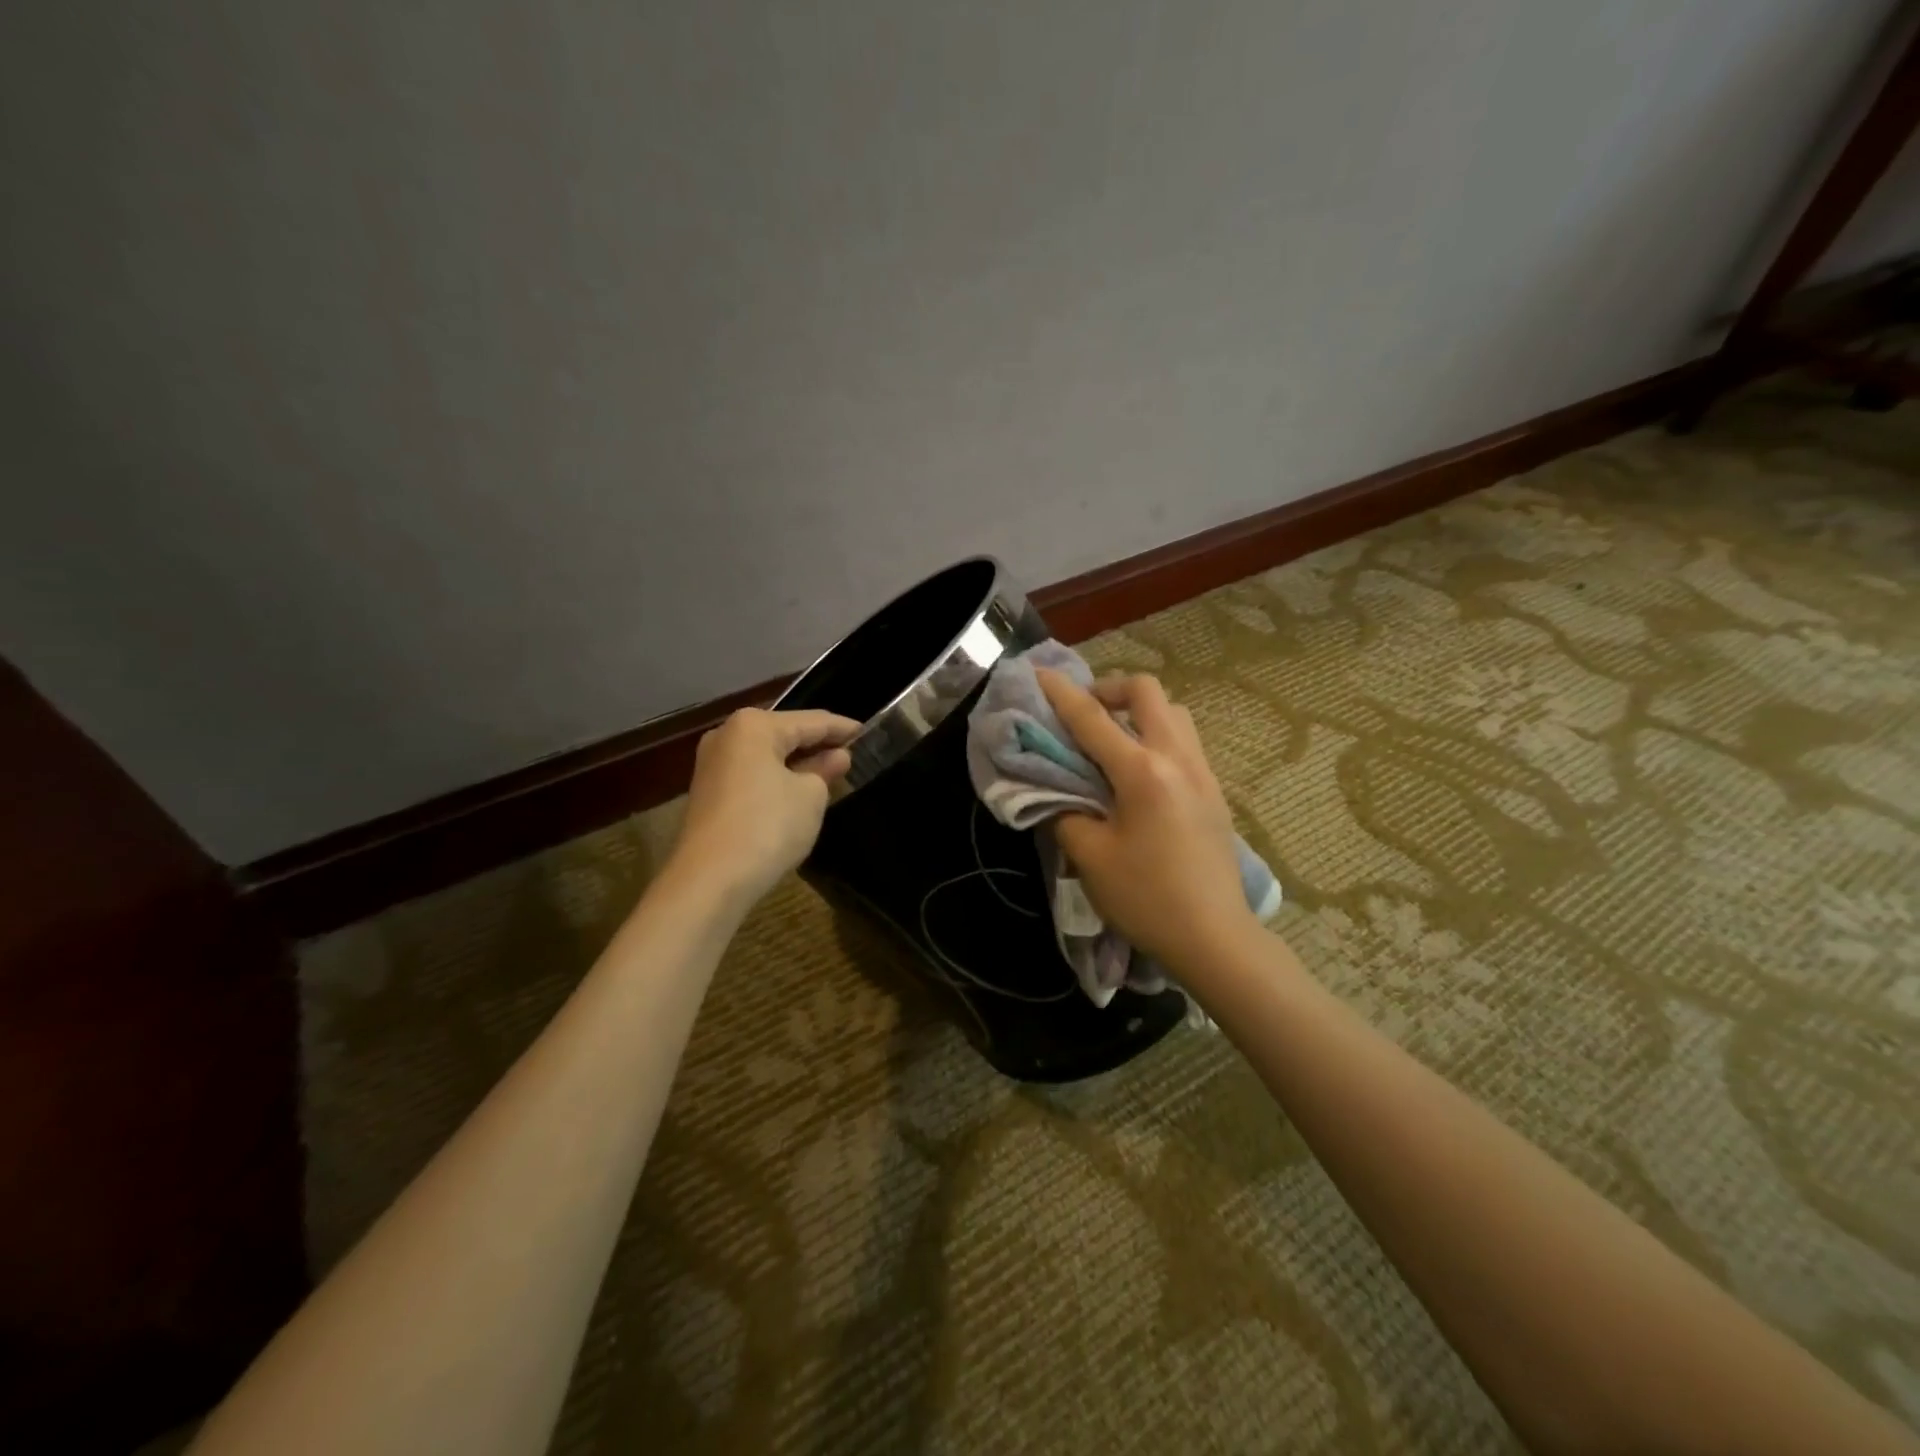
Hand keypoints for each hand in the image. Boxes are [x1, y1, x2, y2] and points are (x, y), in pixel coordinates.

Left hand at [668, 707, 861, 910]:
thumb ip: (825, 770)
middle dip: (818, 745)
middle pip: (785, 734)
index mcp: (754, 726)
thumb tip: (836, 757)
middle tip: (852, 754)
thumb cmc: (767, 827)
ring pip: (767, 755)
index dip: (843, 728)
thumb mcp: (810, 796)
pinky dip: (777, 779)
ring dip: (797, 763)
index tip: (868, 733)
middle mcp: (727, 735)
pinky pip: (752, 775)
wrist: (709, 880)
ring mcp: (712, 764)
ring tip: (831, 773)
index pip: (812, 721)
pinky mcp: (708, 792)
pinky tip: (798, 792)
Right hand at [1036, 669, 1258, 973]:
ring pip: (1174, 713)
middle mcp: (1178, 759)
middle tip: (1086, 715)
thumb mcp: (1090, 857)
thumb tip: (1060, 793)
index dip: (1061, 694)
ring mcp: (1203, 773)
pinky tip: (1140, 774)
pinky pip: (1185, 741)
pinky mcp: (1215, 792)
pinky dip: (1157, 736)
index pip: (1093, 719)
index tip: (1039, 674)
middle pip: (1148, 693)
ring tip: (1114, 741)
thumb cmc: (1146, 898)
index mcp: (1143, 772)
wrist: (1214, 937)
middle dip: (1110, 690)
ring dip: (1140, 712)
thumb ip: (1066, 813)